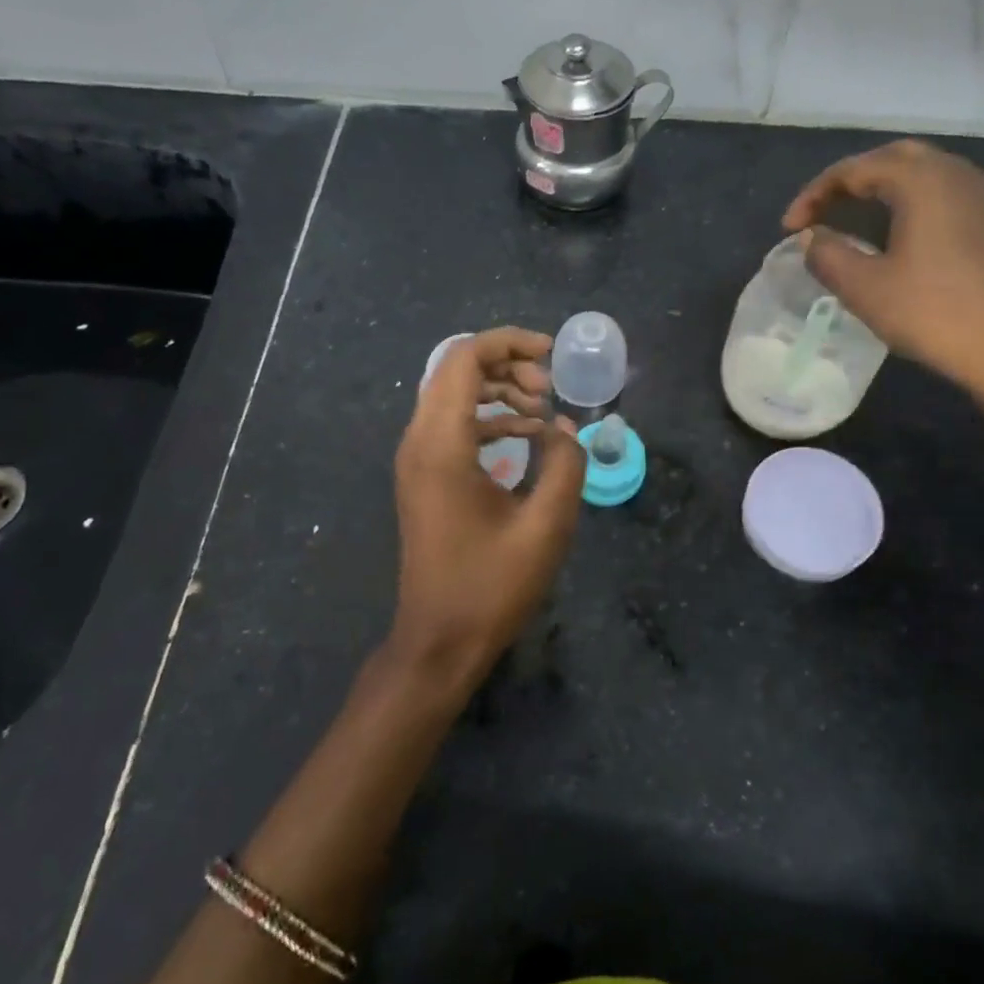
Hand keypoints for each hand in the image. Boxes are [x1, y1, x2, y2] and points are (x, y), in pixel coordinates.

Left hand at [390, 328, 585, 688]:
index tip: (552, 356)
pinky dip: (489, 418)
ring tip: (544, 410)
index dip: (509, 343)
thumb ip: (565, 465)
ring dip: (499, 391)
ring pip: (453, 395)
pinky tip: (527, 437)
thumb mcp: (546, 525)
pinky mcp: (424, 477)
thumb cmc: (491, 586)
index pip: (464, 359)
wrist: (439, 640)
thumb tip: (566, 428)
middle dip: (507, 365)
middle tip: (550, 390)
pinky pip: (453, 425)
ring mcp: (416, 460)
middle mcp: (419, 441)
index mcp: (442, 445)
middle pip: (456, 370)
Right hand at [783, 139, 983, 425]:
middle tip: (819, 213)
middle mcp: (954, 174)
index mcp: (922, 180)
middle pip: (890, 158)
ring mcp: (980, 195)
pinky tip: (890, 236)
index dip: (813, 195)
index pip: (854, 169)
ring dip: (878, 190)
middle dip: (848, 182)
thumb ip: (827, 255)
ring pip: (918, 173)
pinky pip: (939, 193)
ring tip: (848, 222)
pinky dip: (905, 203)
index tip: (789, 229)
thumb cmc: (933, 314)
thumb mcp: (865, 288)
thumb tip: (811, 238)